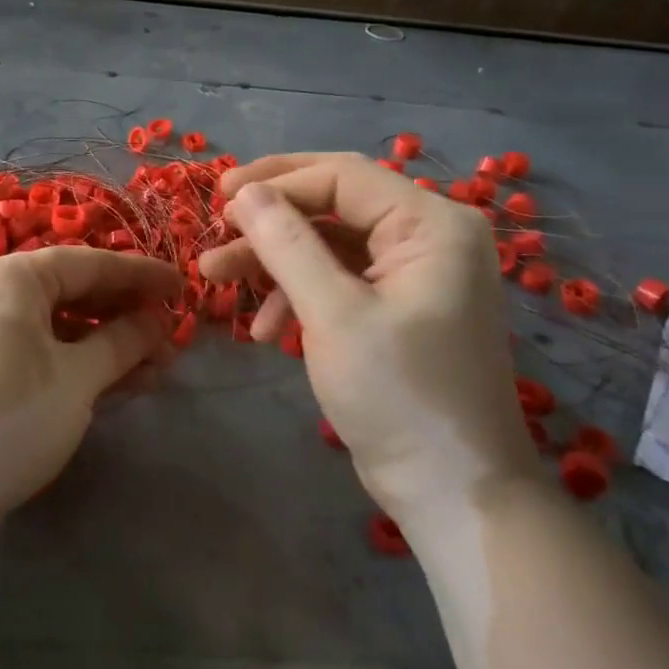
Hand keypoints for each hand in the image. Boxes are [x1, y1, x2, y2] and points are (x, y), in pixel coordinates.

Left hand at [0, 246, 181, 580]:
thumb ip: (122, 342)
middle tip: (172, 337)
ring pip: (61, 327)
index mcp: (13, 278)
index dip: (141, 275)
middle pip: (75, 292)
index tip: (184, 289)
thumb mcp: (77, 378)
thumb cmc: (7, 418)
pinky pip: (42, 354)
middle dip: (126, 314)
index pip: (91, 262)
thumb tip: (157, 320)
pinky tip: (120, 386)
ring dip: (109, 346)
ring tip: (158, 369)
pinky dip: (80, 365)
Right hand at [197, 153, 538, 528]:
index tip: (218, 198)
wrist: (452, 491)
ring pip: (328, 244)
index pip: (342, 177)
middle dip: (270, 220)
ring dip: (273, 261)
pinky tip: (266, 331)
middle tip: (215, 230)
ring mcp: (413, 275)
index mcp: (431, 225)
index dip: (276, 182)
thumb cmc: (399, 396)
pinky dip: (297, 296)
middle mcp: (428, 238)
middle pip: (333, 205)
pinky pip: (338, 281)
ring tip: (215, 279)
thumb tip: (245, 193)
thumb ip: (287, 244)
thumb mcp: (334, 314)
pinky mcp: (397, 309)